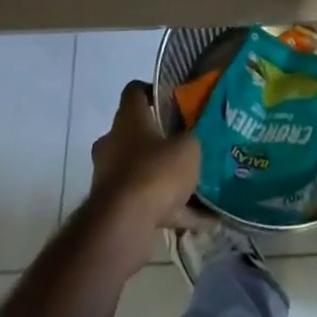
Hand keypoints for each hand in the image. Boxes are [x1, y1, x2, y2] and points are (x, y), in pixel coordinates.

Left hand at [88, 82, 204, 266]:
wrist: (123, 227)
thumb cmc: (155, 171)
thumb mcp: (189, 147)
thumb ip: (194, 138)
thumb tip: (196, 138)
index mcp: (128, 119)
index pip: (134, 91)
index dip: (154, 90)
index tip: (175, 97)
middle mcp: (114, 144)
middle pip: (138, 132)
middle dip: (162, 139)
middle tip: (189, 142)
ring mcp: (111, 178)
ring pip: (144, 171)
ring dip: (168, 178)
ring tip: (201, 185)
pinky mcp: (115, 210)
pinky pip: (150, 204)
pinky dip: (174, 211)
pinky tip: (205, 221)